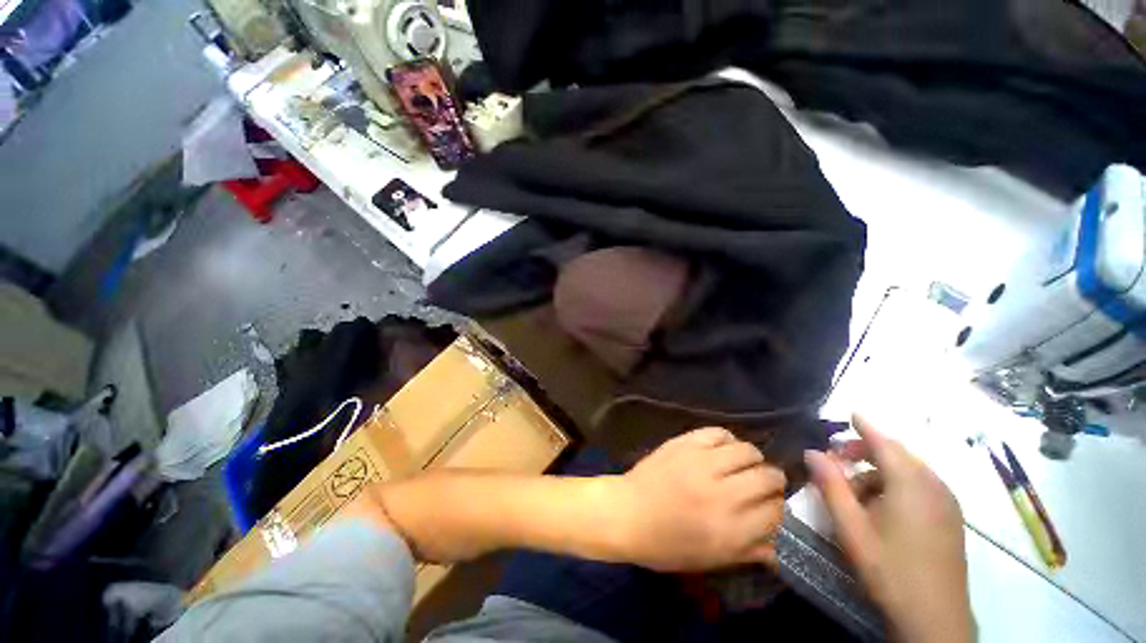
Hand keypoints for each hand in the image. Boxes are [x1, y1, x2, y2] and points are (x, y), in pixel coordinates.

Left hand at [610, 427, 785, 571]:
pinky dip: (727, 439)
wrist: (627, 513)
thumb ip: (749, 551)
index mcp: (730, 530)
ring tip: (745, 464)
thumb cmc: (666, 544)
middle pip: (768, 477)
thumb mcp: (711, 560)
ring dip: (753, 458)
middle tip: (765, 484)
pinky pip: (718, 432)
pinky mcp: (685, 443)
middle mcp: (722, 493)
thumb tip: (781, 544)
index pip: (777, 512)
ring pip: (747, 450)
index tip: (775, 506)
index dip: (781, 509)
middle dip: (774, 481)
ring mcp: (702, 462)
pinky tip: (724, 448)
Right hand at [805, 415, 972, 642]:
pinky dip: (897, 485)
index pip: (886, 443)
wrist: (935, 620)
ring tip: (855, 492)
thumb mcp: (851, 528)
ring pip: (910, 472)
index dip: (866, 426)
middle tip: (837, 462)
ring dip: (879, 472)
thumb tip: (812, 451)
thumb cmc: (890, 570)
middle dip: (866, 452)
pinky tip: (882, 508)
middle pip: (898, 455)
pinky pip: (922, 488)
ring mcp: (948, 504)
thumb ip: (831, 486)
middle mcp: (935, 487)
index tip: (850, 413)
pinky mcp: (951, 519)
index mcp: (912, 485)